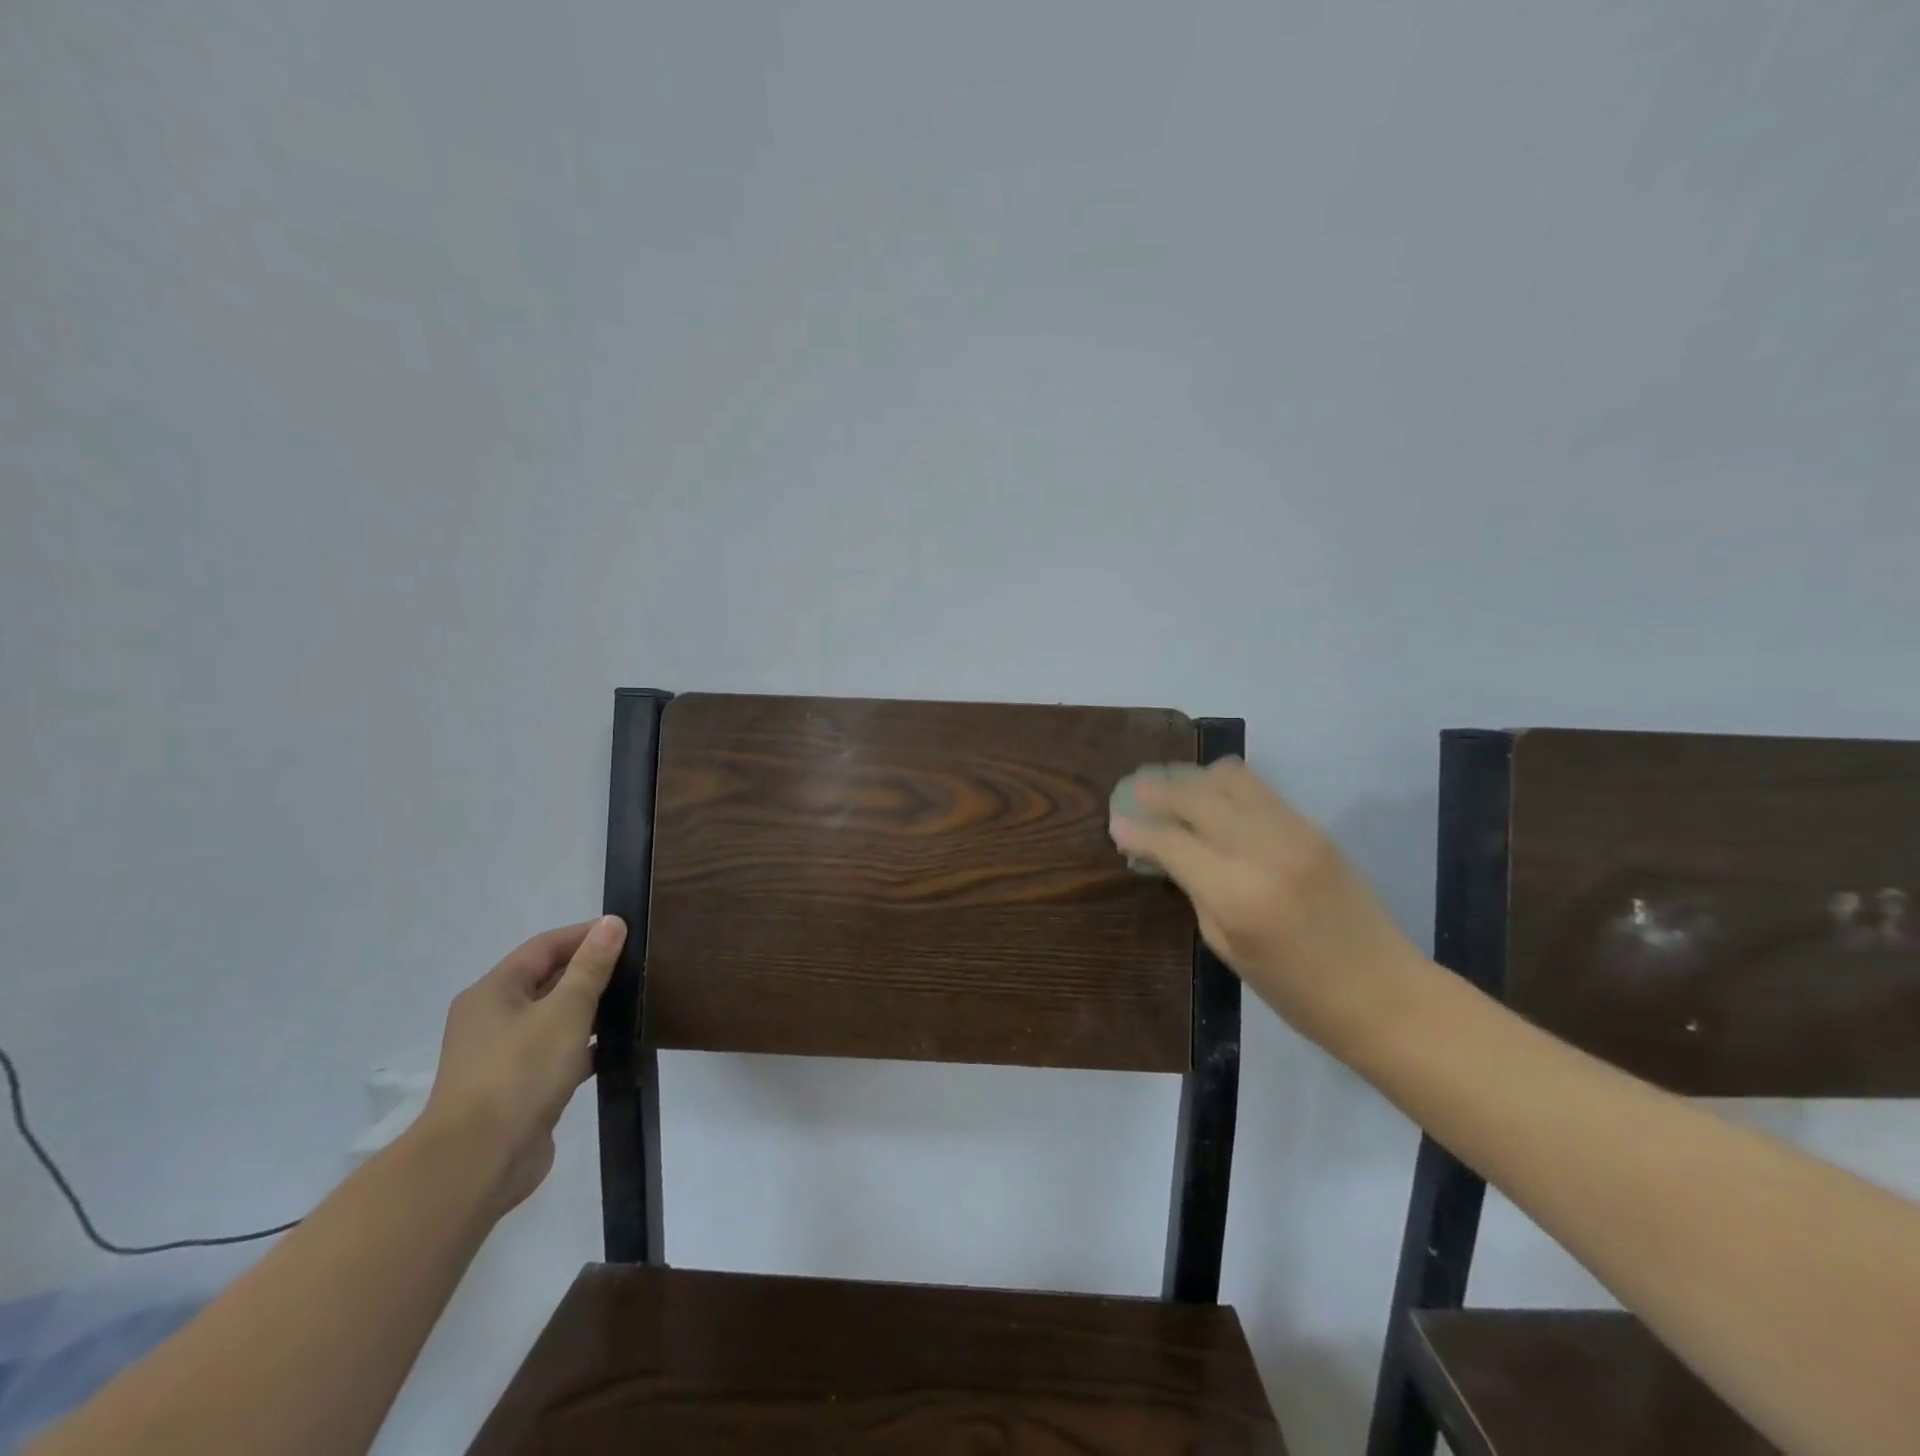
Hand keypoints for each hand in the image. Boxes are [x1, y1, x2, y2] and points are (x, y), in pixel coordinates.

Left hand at [419, 916, 627, 1215]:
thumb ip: (591, 966)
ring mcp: (502, 1057)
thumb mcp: (565, 1010)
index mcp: (493, 991)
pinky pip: (556, 1054)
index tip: (627, 933)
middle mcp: (492, 1018)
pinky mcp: (517, 1089)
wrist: (479, 1162)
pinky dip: (584, 1046)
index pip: (544, 946)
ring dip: (589, 1009)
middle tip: (637, 966)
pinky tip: (616, 1048)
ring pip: (553, 1018)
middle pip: (546, 980)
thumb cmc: (520, 1072)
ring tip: (634, 1003)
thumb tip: (611, 922)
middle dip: (589, 971)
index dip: (585, 935)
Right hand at [1109, 759, 1419, 1047]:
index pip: (1172, 842)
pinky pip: (1258, 789)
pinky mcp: (1314, 826)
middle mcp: (1263, 850)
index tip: (1115, 821)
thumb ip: (1195, 891)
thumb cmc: (1296, 991)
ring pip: (1230, 778)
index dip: (1138, 829)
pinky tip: (1211, 798)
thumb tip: (1164, 853)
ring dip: (1193, 779)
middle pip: (1197, 796)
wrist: (1384, 993)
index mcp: (1237, 895)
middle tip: (1134, 792)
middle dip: (1159, 791)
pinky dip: (1226, 786)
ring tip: (1173, 789)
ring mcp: (1294, 832)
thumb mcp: (1228, 948)